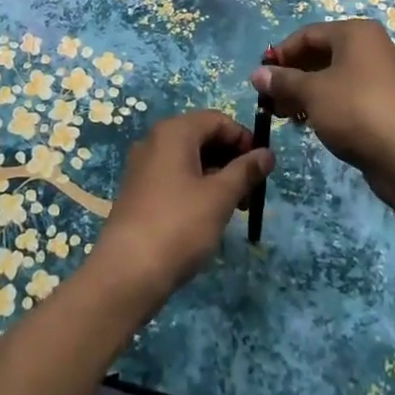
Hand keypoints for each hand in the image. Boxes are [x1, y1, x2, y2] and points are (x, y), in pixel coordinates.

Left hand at [90, 110, 272, 316]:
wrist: (126, 274)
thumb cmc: (179, 226)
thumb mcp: (220, 197)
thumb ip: (246, 171)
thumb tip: (268, 154)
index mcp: (174, 132)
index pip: (218, 120)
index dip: (244, 139)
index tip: (262, 167)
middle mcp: (155, 141)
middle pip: (203, 137)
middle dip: (232, 159)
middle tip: (252, 191)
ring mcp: (144, 167)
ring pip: (190, 159)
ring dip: (217, 176)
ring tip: (235, 207)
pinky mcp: (139, 192)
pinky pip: (175, 177)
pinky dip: (197, 187)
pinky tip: (209, 215)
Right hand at [250, 19, 394, 207]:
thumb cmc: (356, 111)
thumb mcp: (312, 93)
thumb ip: (283, 81)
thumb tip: (257, 74)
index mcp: (358, 33)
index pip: (309, 34)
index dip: (281, 54)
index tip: (262, 77)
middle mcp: (376, 46)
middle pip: (325, 54)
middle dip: (295, 75)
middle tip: (273, 99)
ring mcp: (389, 75)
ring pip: (339, 76)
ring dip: (310, 92)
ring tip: (289, 116)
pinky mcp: (394, 102)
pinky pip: (354, 94)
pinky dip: (332, 103)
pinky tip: (316, 124)